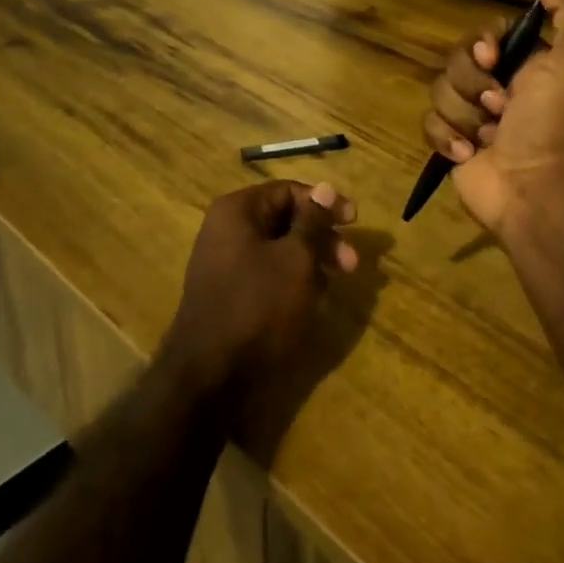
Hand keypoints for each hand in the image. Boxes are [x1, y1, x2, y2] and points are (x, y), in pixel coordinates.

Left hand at [159, 180, 358, 415]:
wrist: (209, 376)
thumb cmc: (258, 306)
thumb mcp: (296, 259)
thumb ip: (313, 221)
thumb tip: (326, 186)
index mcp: (238, 211)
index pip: (288, 191)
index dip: (324, 203)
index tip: (354, 222)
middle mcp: (227, 230)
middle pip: (285, 220)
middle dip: (322, 238)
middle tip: (351, 264)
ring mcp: (225, 263)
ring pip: (279, 249)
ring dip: (311, 262)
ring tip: (333, 287)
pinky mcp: (230, 293)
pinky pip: (268, 274)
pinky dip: (292, 281)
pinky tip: (311, 302)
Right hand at [422, 0, 563, 247]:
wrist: (535, 186)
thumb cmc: (555, 121)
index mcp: (524, 65)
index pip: (483, 36)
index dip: (481, 44)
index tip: (493, 59)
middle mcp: (496, 87)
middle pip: (455, 60)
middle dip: (472, 83)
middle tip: (500, 107)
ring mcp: (471, 117)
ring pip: (439, 91)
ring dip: (464, 115)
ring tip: (488, 137)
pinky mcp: (451, 145)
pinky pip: (428, 124)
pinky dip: (448, 139)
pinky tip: (470, 154)